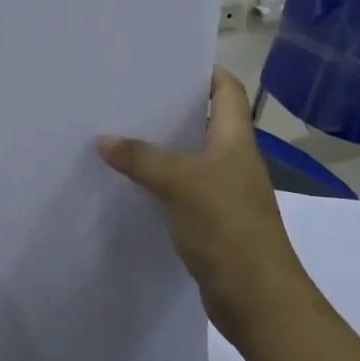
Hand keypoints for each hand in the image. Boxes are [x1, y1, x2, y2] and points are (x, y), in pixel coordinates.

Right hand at [99, 67, 316, 355]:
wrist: (256, 298)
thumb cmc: (227, 228)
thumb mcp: (180, 183)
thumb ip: (141, 158)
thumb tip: (103, 139)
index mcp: (235, 140)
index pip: (227, 90)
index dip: (204, 71)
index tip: (166, 62)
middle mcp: (233, 160)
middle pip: (204, 121)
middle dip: (170, 108)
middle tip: (127, 96)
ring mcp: (224, 192)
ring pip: (189, 157)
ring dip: (160, 147)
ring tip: (118, 133)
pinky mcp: (211, 221)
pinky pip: (181, 190)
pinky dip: (159, 182)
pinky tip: (130, 182)